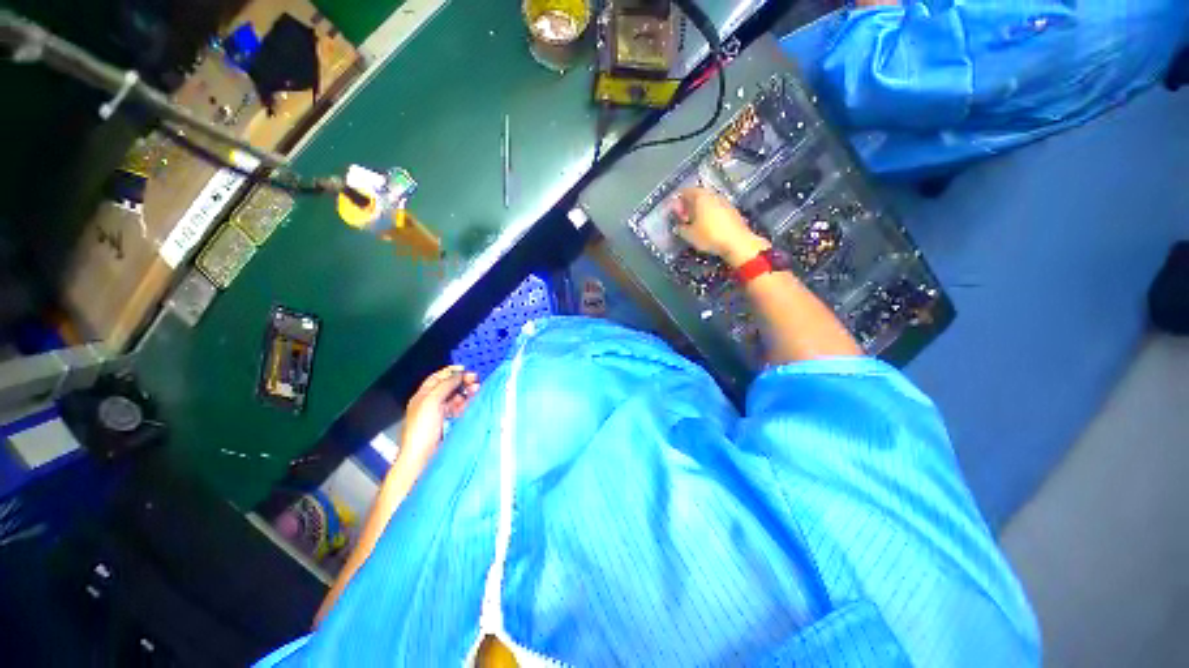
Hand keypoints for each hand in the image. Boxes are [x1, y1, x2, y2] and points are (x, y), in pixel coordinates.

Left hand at [400, 365, 479, 462]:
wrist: (423, 456)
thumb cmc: (423, 427)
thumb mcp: (432, 401)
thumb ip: (445, 385)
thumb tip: (459, 374)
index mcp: (423, 395)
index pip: (437, 378)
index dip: (451, 372)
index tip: (465, 370)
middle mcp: (431, 402)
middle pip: (449, 386)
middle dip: (462, 382)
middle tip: (475, 380)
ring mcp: (441, 413)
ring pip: (456, 397)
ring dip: (467, 392)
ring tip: (477, 390)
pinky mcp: (450, 422)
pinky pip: (460, 408)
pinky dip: (467, 403)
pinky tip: (474, 401)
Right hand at [672, 187, 770, 267]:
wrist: (737, 243)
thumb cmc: (709, 236)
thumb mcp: (689, 235)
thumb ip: (680, 229)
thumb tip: (678, 227)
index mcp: (701, 196)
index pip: (685, 192)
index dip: (677, 202)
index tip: (674, 213)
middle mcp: (713, 195)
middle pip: (697, 196)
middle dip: (688, 206)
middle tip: (683, 219)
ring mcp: (724, 202)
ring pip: (707, 203)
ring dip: (699, 211)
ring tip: (694, 224)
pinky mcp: (732, 211)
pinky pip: (716, 209)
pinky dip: (709, 215)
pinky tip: (707, 227)